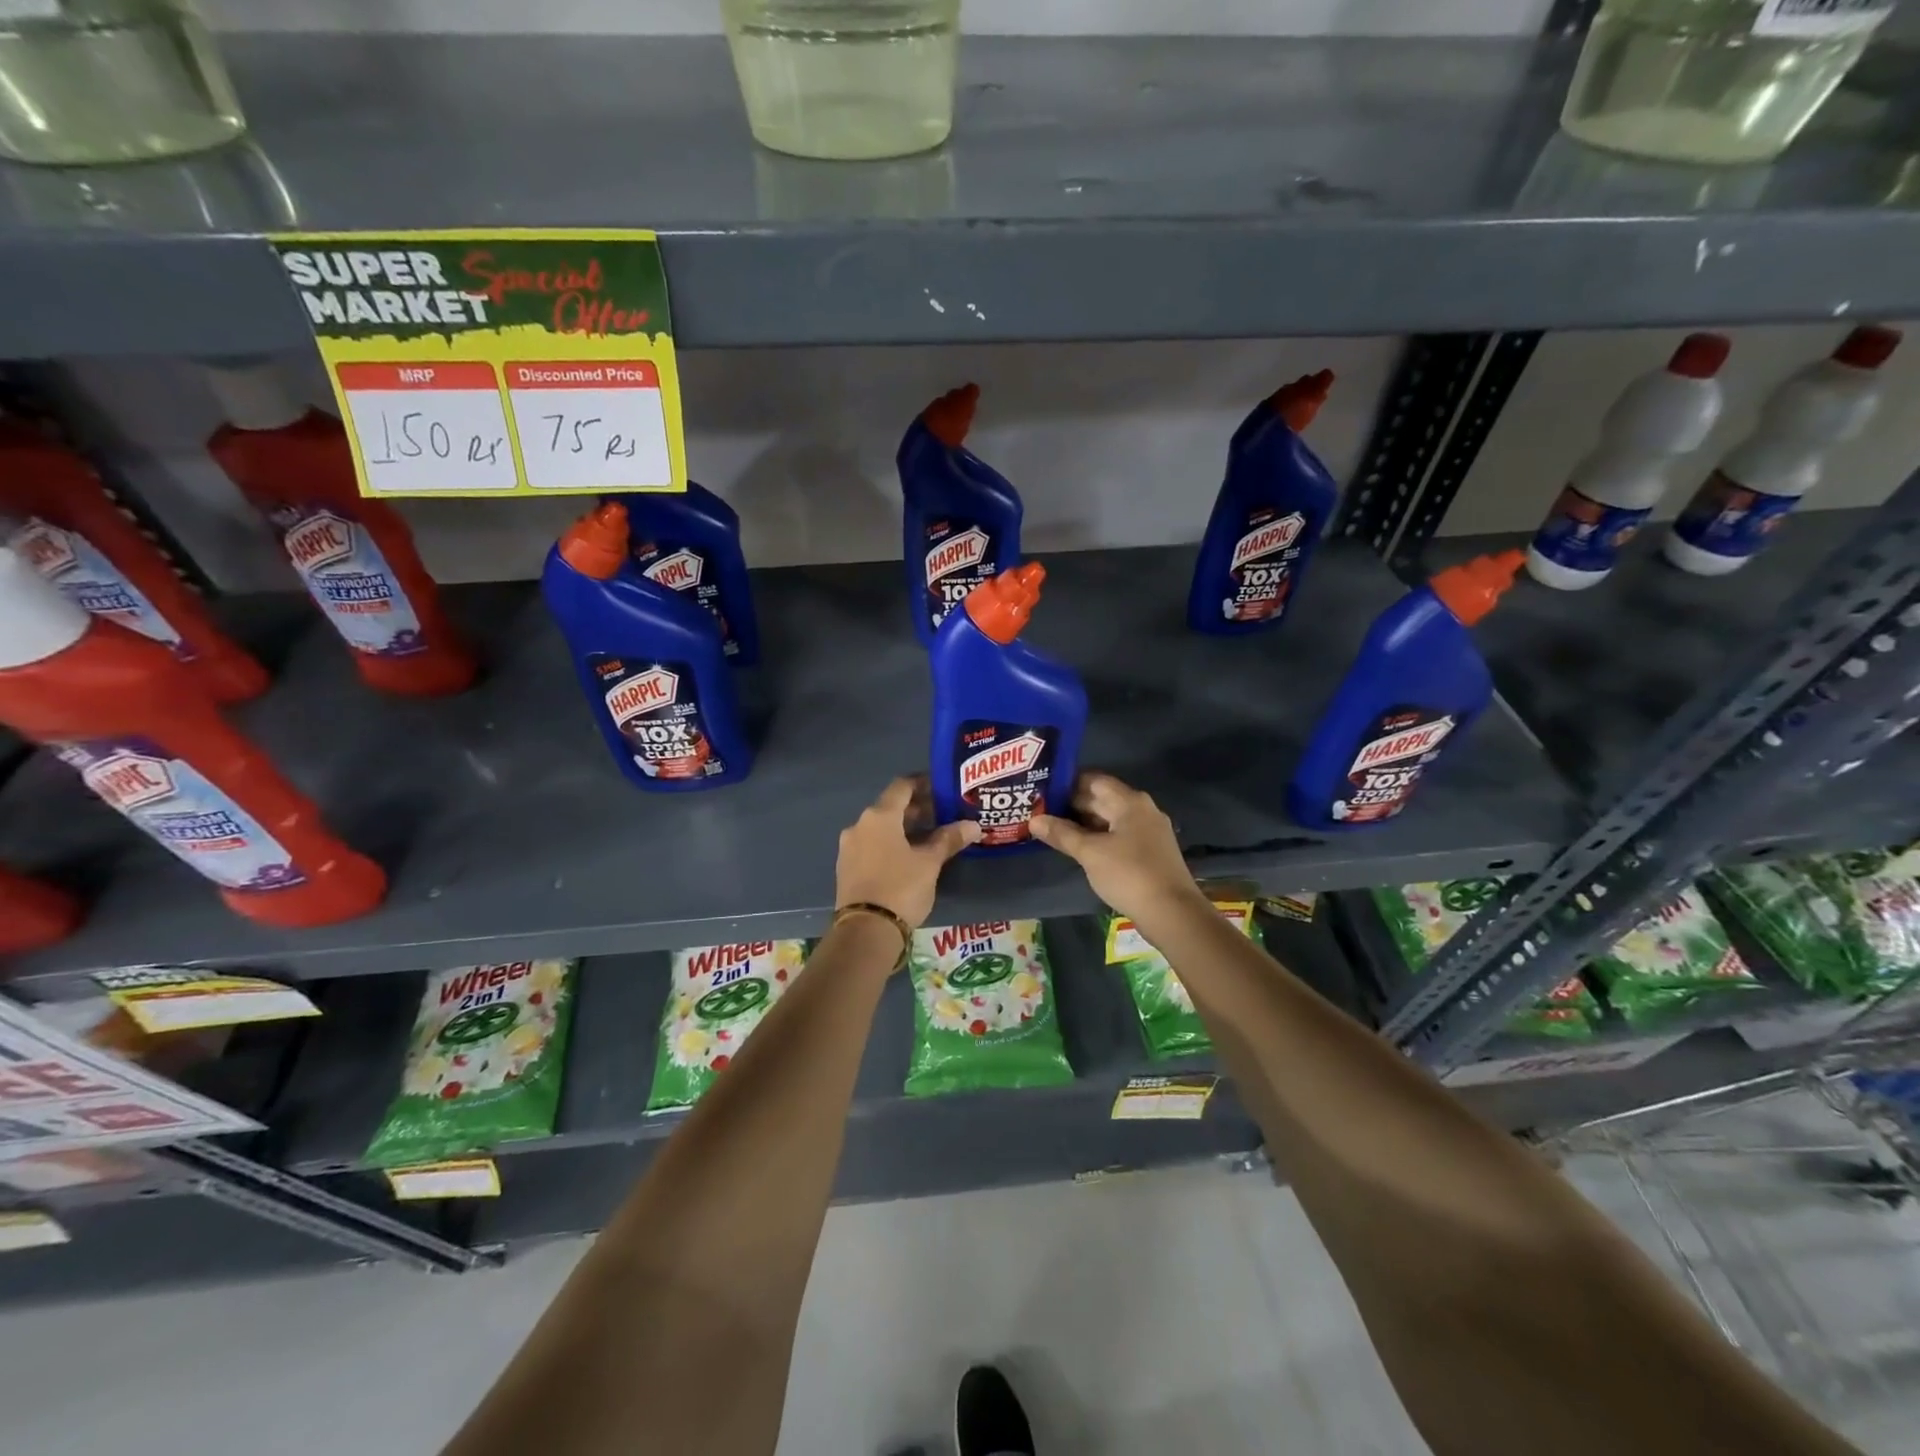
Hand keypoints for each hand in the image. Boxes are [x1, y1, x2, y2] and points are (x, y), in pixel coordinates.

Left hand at [836, 776, 979, 929]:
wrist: (865, 931)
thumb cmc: (900, 888)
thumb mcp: (930, 863)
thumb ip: (949, 839)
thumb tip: (973, 825)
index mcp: (879, 816)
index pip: (902, 786)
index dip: (923, 783)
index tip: (943, 788)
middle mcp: (859, 825)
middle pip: (891, 807)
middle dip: (917, 809)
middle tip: (944, 815)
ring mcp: (849, 847)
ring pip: (881, 828)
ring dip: (904, 829)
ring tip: (931, 838)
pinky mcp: (847, 868)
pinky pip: (872, 845)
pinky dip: (891, 844)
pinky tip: (910, 857)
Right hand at [1030, 773, 1204, 925]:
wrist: (1172, 913)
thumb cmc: (1129, 874)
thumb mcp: (1090, 853)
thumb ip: (1062, 834)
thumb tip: (1034, 820)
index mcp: (1129, 801)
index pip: (1093, 780)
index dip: (1067, 784)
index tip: (1042, 791)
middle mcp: (1142, 810)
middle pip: (1102, 799)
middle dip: (1072, 805)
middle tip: (1041, 811)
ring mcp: (1149, 831)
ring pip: (1110, 819)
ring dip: (1084, 823)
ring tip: (1054, 829)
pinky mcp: (1150, 852)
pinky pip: (1119, 836)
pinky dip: (1099, 838)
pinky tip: (1080, 848)